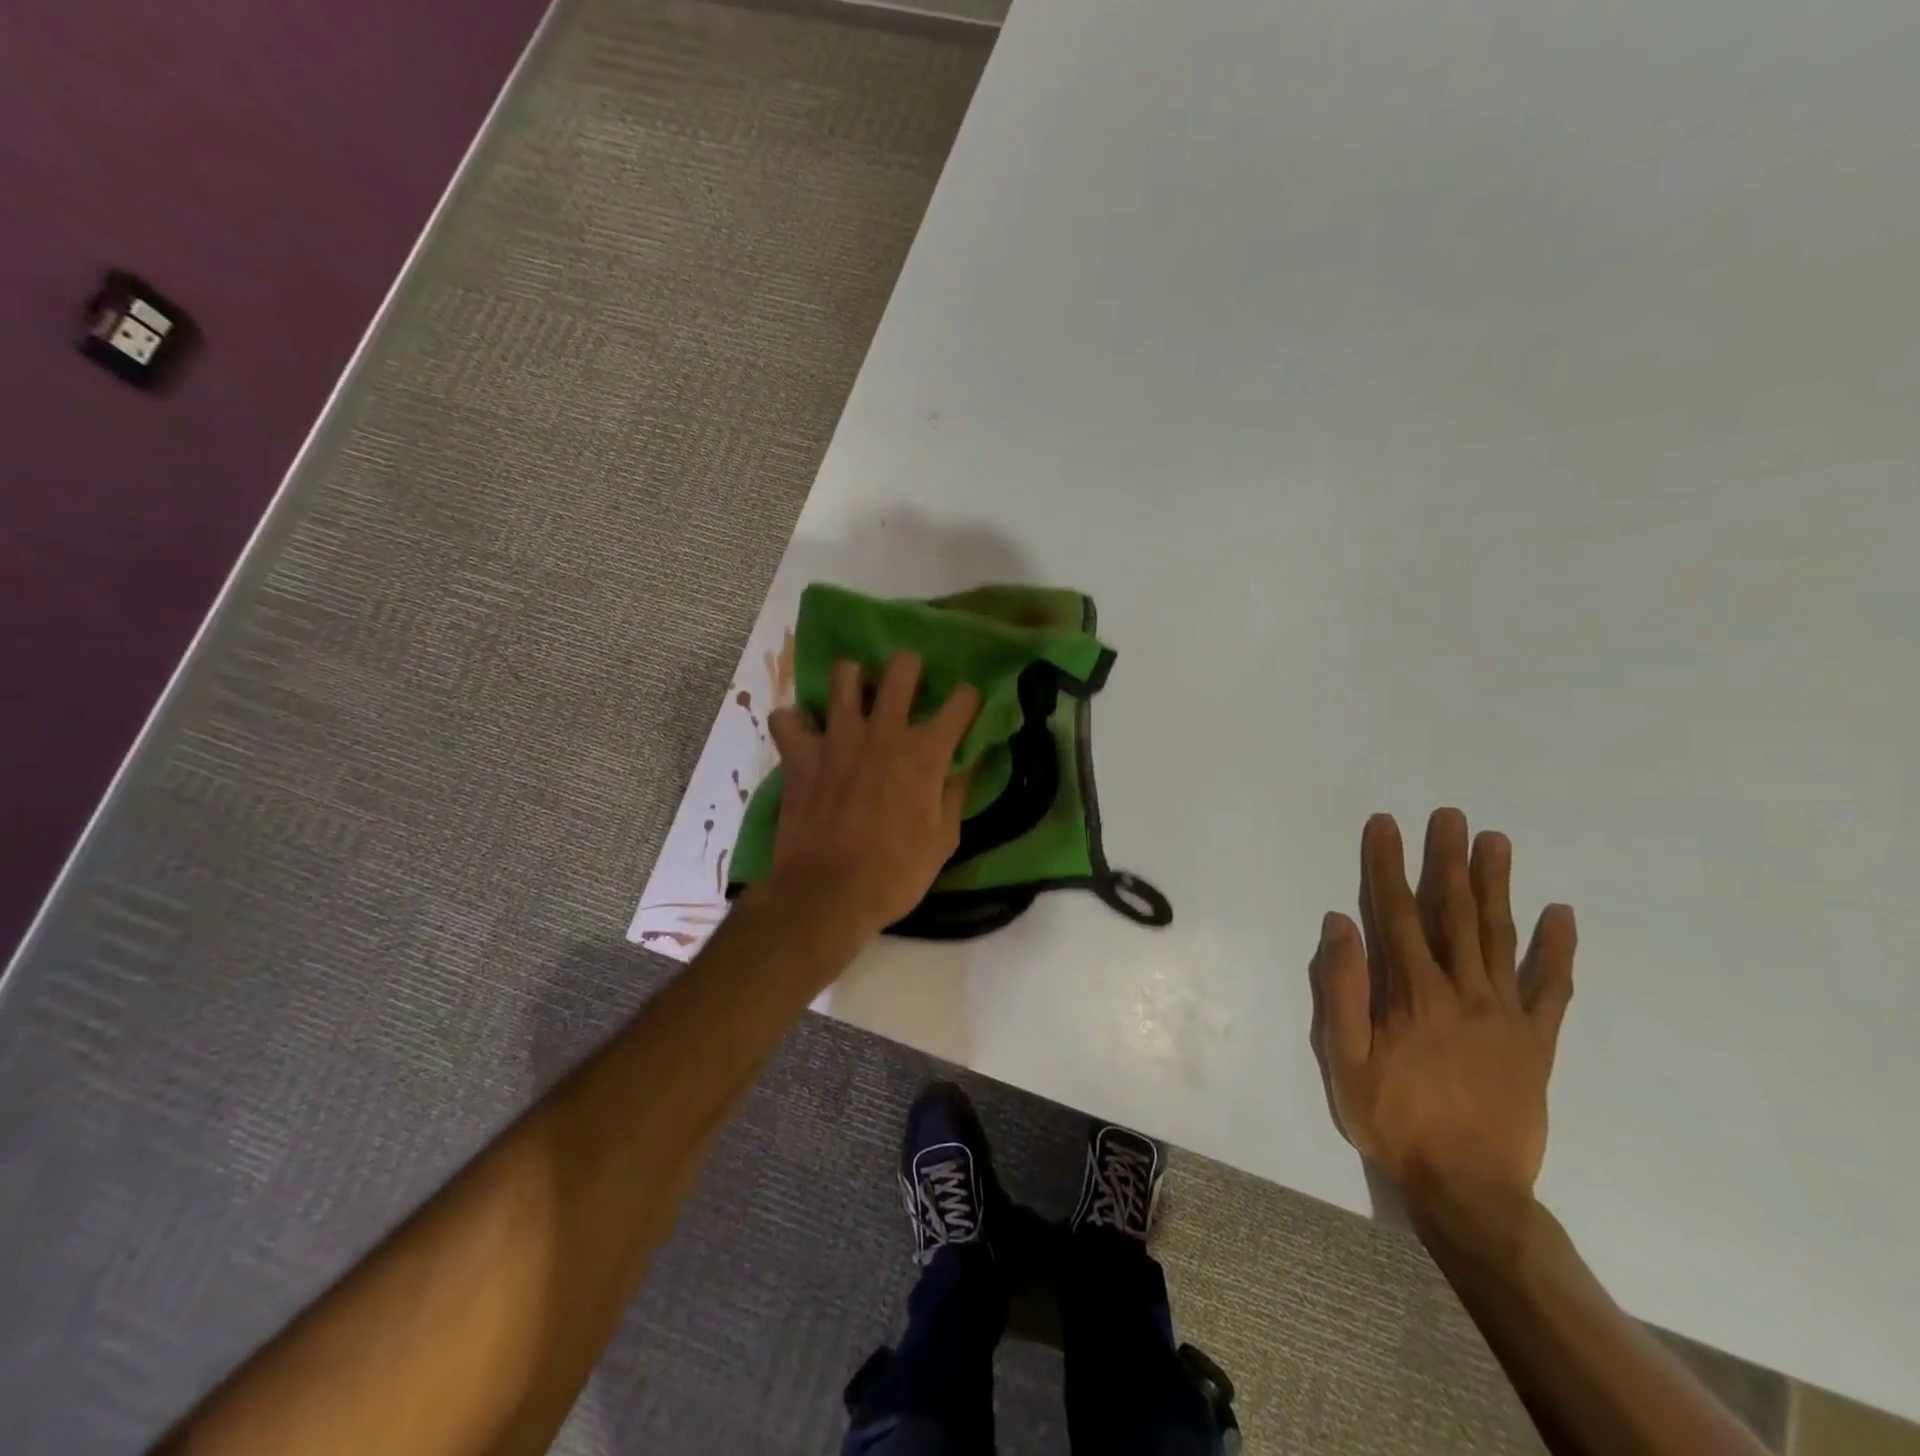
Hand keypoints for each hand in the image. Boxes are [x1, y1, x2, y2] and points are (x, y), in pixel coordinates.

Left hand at [764, 653, 980, 936]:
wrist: (828, 895)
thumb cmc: (895, 875)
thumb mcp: (944, 840)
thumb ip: (957, 793)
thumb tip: (969, 763)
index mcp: (925, 754)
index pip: (962, 702)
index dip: (970, 700)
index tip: (967, 708)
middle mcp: (883, 733)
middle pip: (902, 668)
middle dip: (911, 668)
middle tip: (908, 687)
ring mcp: (837, 739)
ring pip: (843, 676)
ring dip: (854, 682)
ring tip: (857, 701)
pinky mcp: (800, 755)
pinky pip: (787, 718)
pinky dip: (795, 723)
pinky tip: (806, 735)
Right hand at [1310, 808, 1576, 1213]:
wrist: (1470, 1190)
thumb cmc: (1394, 1120)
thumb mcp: (1343, 1058)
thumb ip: (1342, 988)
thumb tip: (1340, 924)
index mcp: (1413, 994)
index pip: (1396, 913)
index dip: (1388, 866)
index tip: (1387, 824)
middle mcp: (1463, 991)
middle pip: (1454, 913)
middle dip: (1449, 860)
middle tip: (1452, 816)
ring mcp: (1507, 1015)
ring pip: (1500, 937)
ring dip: (1497, 886)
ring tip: (1497, 842)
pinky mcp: (1537, 1042)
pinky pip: (1551, 989)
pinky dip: (1558, 950)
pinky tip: (1562, 916)